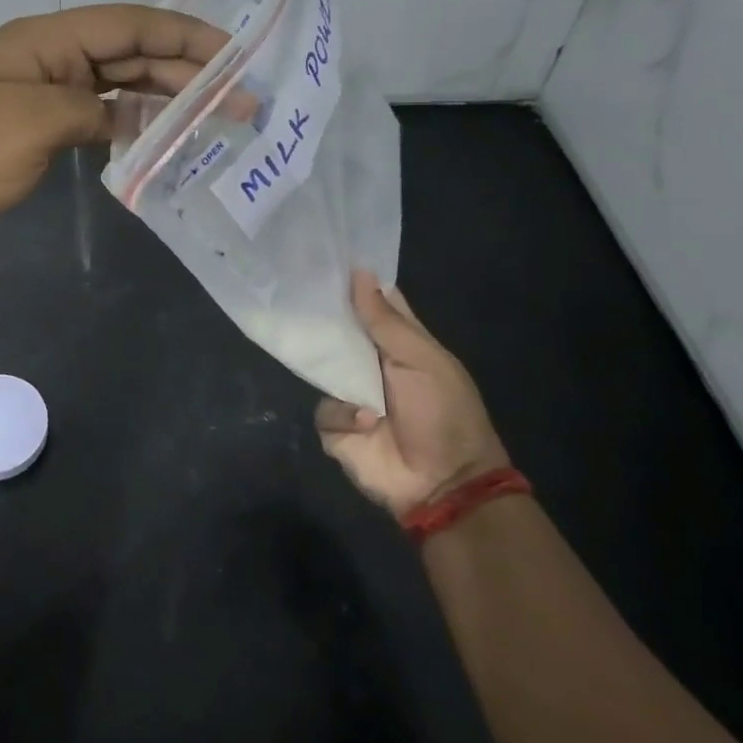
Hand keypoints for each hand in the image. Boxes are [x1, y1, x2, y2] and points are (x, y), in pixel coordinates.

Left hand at [0, 5, 227, 254]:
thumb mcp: (34, 123)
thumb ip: (94, 110)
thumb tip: (128, 117)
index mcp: (43, 40)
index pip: (128, 24)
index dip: (185, 35)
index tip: (236, 54)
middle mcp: (45, 57)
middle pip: (126, 53)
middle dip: (185, 72)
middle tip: (240, 100)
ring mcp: (37, 93)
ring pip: (114, 85)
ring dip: (162, 98)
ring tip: (213, 118)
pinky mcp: (32, 129)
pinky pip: (93, 116)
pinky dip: (127, 125)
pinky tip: (158, 139)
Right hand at [316, 272, 509, 518]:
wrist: (444, 485)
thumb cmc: (443, 413)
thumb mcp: (422, 360)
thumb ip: (386, 321)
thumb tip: (359, 273)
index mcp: (400, 343)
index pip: (375, 303)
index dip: (356, 282)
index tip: (327, 257)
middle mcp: (371, 363)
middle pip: (339, 330)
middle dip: (323, 316)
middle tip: (299, 292)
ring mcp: (351, 394)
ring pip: (321, 365)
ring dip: (331, 368)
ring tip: (345, 372)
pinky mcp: (336, 427)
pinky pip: (324, 408)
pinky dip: (343, 414)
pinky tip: (366, 422)